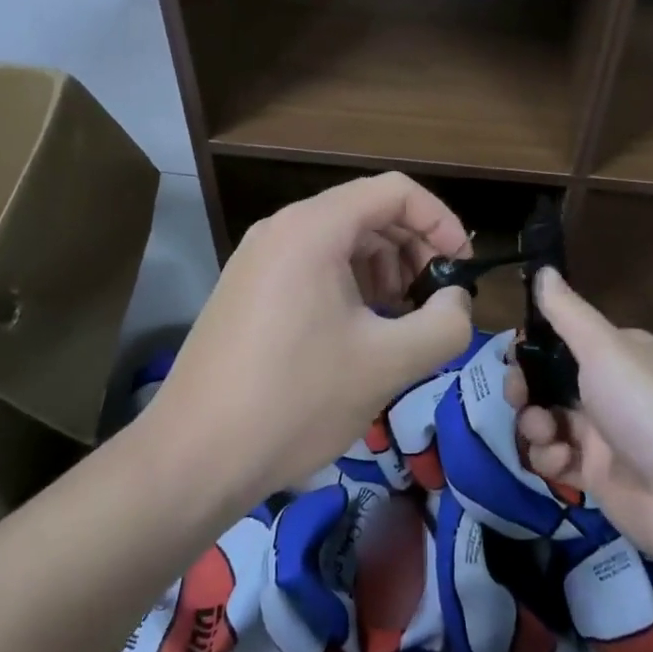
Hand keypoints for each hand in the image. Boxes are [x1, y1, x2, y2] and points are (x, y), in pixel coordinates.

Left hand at [143, 173, 474, 507]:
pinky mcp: (248, 289)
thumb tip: (457, 301)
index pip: (395, 191)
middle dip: (414, 248)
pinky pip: (314, 265)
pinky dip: (351, 284)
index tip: (461, 268)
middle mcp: (282, 228)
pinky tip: (362, 330)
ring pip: (341, 240)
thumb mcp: (387, 364)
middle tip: (436, 298)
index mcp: (314, 228)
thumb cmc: (295, 401)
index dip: (440, 221)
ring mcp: (259, 258)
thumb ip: (444, 324)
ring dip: (385, 268)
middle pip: (368, 211)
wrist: (191, 460)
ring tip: (402, 318)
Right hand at [507, 269, 652, 579]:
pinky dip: (552, 460)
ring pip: (549, 421)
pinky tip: (561, 462)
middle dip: (526, 388)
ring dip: (535, 425)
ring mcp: (604, 435)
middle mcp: (611, 390)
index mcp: (619, 354)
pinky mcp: (598, 477)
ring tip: (545, 434)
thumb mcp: (604, 348)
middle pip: (550, 381)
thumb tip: (544, 268)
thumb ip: (567, 312)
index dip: (534, 346)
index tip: (513, 353)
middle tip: (518, 396)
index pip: (565, 341)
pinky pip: (559, 460)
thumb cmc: (645, 407)